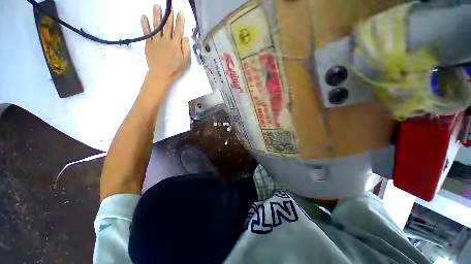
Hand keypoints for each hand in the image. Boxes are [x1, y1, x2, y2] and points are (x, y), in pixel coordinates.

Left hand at [141, 5, 190, 88]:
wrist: (161, 75)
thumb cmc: (175, 70)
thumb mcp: (185, 62)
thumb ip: (186, 49)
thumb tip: (185, 37)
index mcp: (176, 45)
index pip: (178, 30)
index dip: (179, 21)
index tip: (180, 12)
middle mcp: (166, 40)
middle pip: (167, 26)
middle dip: (169, 15)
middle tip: (169, 6)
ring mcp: (156, 41)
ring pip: (157, 26)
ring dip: (156, 15)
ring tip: (156, 6)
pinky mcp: (149, 44)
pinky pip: (147, 32)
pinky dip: (145, 24)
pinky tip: (143, 16)